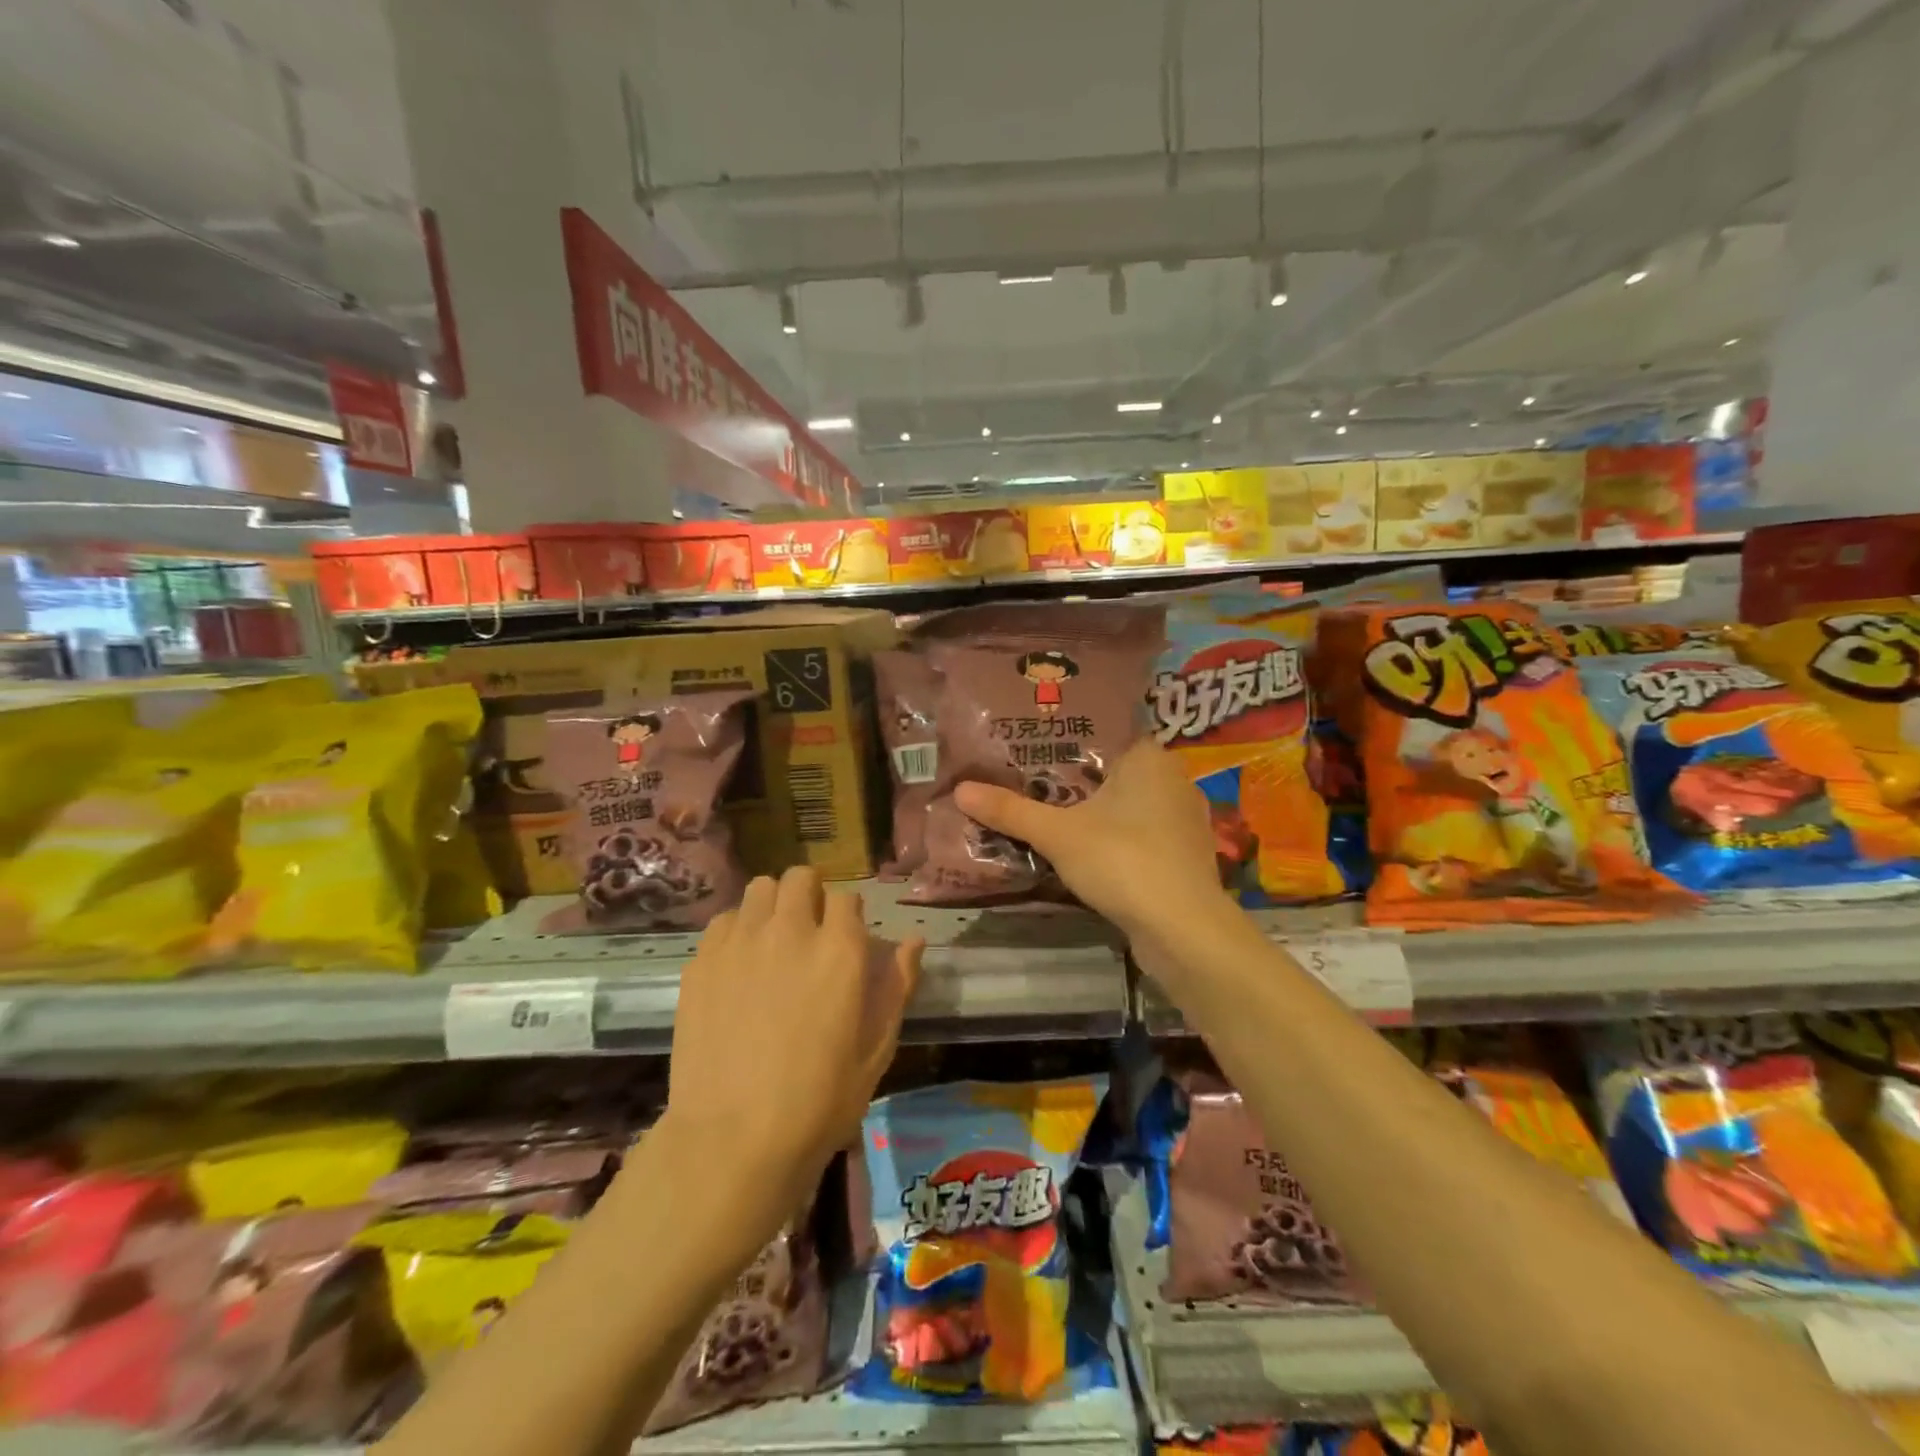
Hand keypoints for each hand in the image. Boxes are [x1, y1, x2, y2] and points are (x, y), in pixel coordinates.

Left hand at [664, 868, 922, 1233]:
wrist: (732, 1141)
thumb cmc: (818, 1103)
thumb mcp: (875, 1050)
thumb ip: (896, 986)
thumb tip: (913, 941)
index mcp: (840, 950)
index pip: (847, 896)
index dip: (849, 915)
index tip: (846, 939)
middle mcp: (791, 931)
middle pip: (801, 877)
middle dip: (811, 895)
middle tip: (810, 931)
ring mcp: (741, 942)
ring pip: (760, 888)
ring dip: (772, 904)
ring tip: (772, 939)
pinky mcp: (703, 961)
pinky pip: (725, 920)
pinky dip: (737, 930)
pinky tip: (738, 965)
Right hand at [953, 739, 1234, 956]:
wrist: (1182, 930)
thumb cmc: (1122, 861)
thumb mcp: (1057, 834)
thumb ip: (1010, 810)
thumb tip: (960, 789)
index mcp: (1149, 756)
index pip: (1102, 732)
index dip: (1064, 739)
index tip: (1028, 746)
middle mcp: (1173, 778)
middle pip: (1112, 769)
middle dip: (1073, 779)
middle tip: (1027, 780)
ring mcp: (1183, 818)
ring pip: (1127, 803)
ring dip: (1094, 811)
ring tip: (1048, 812)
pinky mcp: (1184, 853)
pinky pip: (1140, 831)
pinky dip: (1113, 836)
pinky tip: (1085, 848)